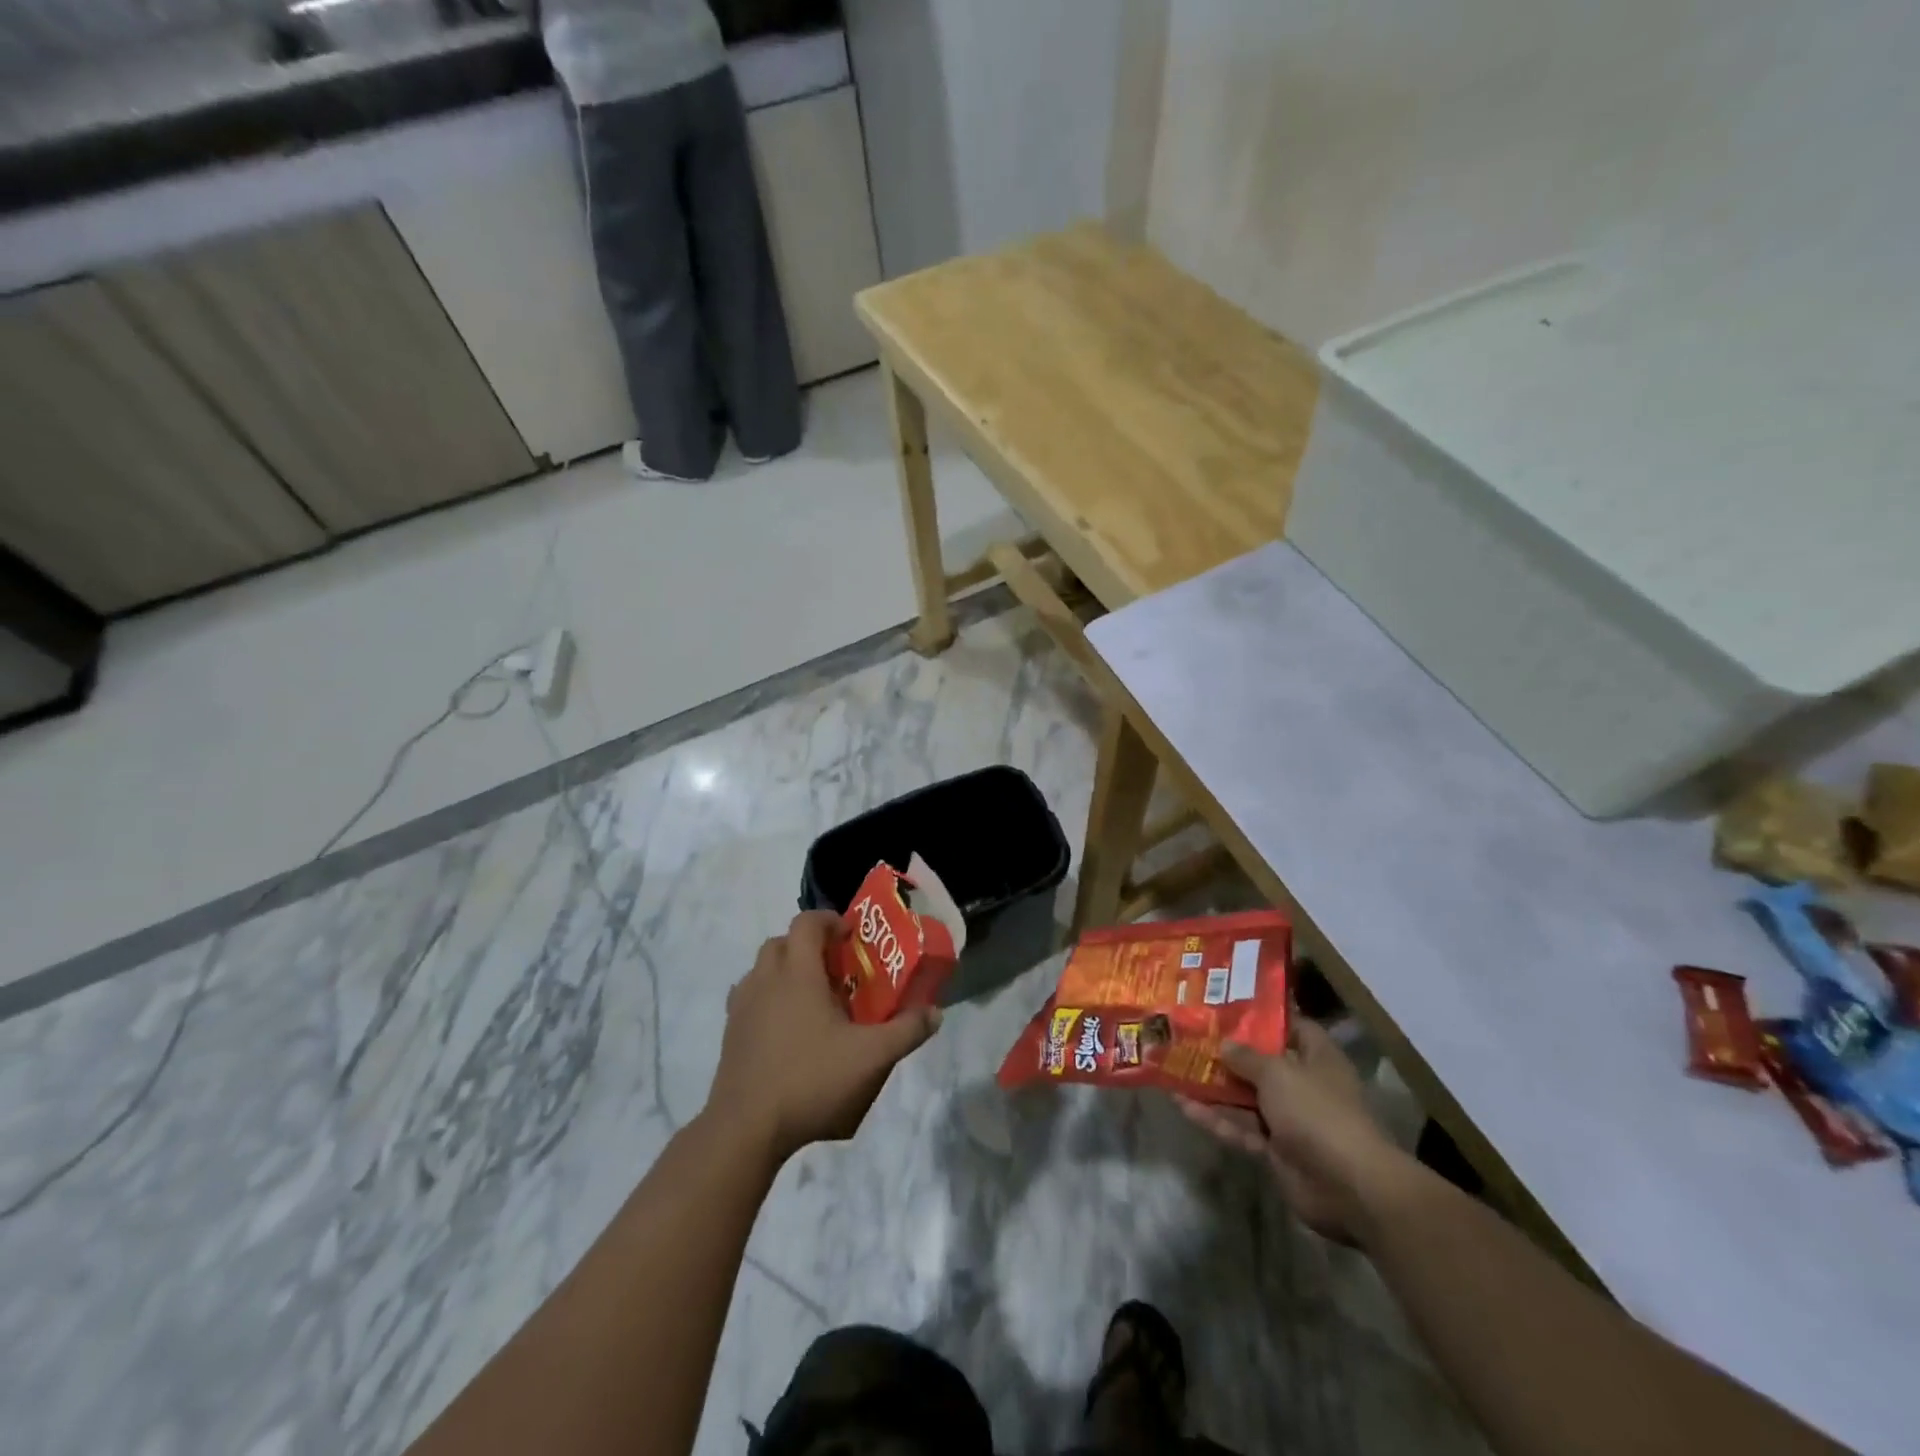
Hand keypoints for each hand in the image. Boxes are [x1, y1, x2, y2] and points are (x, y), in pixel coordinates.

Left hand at [704, 911, 941, 1165]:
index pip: (807, 922)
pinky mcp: (730, 1032)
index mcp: (797, 973)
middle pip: (782, 941)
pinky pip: (749, 997)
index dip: (830, 921)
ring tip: (812, 999)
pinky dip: (768, 998)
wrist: (746, 1128)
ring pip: (762, 968)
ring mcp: (742, 1006)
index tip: (851, 938)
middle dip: (808, 945)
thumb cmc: (811, 1080)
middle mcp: (765, 979)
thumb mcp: (871, 1057)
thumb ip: (906, 1031)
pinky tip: (787, 1028)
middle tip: (836, 969)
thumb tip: (934, 1012)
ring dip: (786, 970)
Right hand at [1178, 1017, 1410, 1244]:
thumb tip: (1224, 1044)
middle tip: (1187, 1036)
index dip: (1261, 1016)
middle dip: (1226, 1053)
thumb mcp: (1277, 1073)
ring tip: (1174, 1069)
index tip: (1224, 1006)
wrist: (1349, 1187)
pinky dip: (1215, 1119)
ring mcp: (1289, 1120)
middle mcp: (1304, 1085)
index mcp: (1317, 1057)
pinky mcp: (1275, 1151)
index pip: (1289, 1026)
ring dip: (1213, 1087)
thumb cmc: (1317, 1111)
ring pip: (1244, 1098)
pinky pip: (1240, 1129)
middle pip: (1260, 1063)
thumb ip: (1246, 1056)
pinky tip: (1183, 1106)